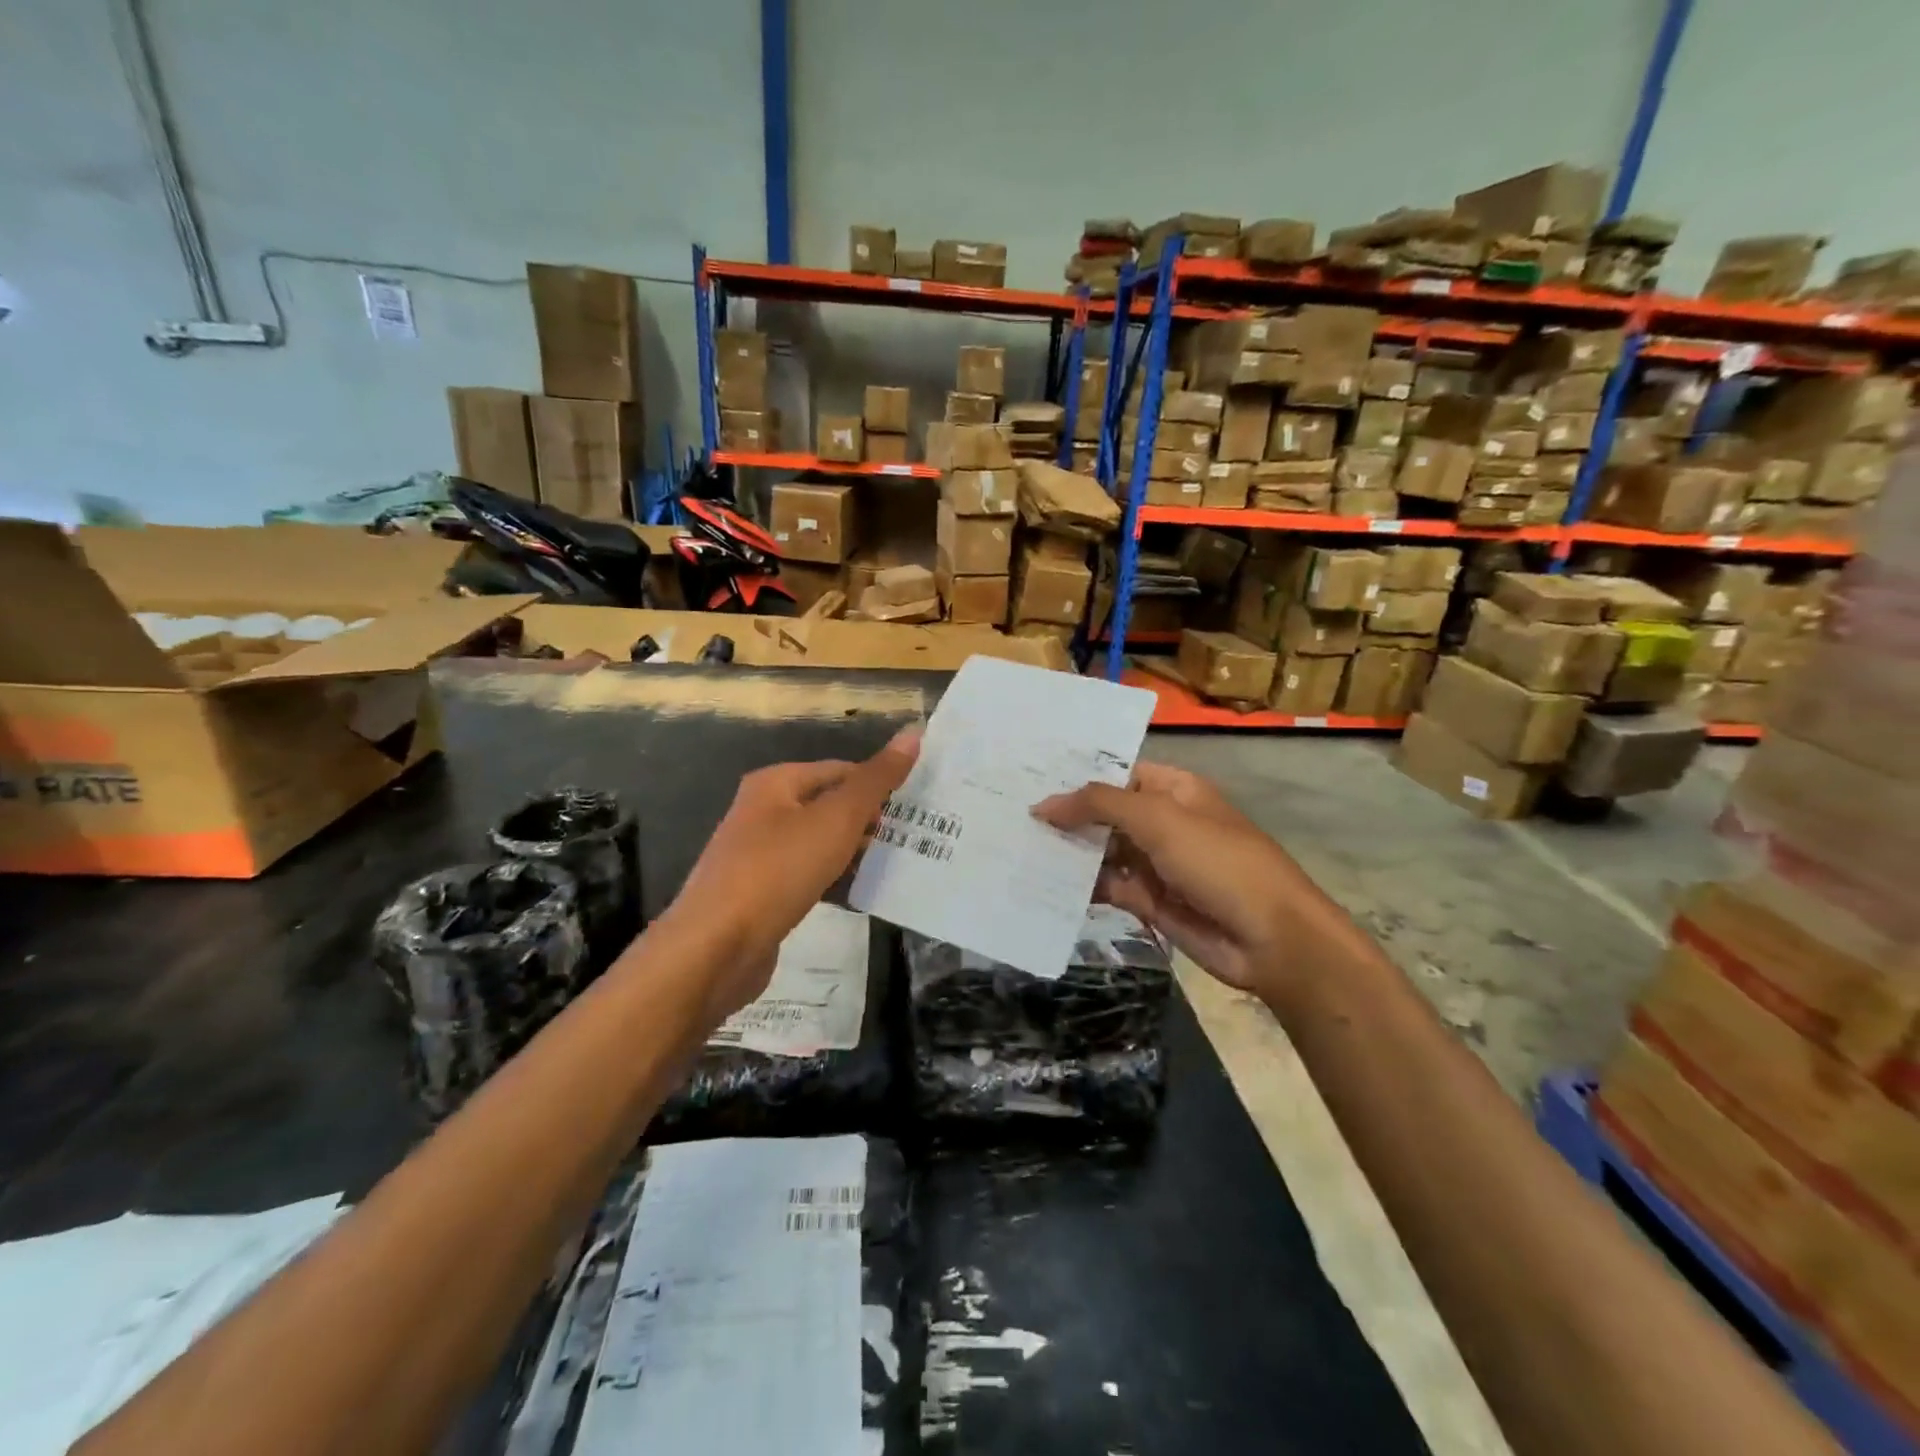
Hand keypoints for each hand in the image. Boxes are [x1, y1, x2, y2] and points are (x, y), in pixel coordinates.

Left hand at [658, 728, 918, 1020]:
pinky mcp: (762, 894)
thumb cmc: (778, 870)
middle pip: (829, 805)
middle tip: (915, 835)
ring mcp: (759, 855)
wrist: (716, 948)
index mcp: (776, 783)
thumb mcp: (836, 819)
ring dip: (855, 851)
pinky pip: (808, 876)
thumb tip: (913, 732)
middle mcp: (763, 811)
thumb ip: (875, 779)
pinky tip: (862, 894)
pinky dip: (835, 880)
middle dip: (870, 819)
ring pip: (820, 843)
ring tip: (899, 863)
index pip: (840, 770)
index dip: (879, 783)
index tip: (918, 805)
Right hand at [1034, 763, 1333, 998]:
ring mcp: (1155, 863)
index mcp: (1173, 789)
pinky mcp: (1149, 901)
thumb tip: (1044, 804)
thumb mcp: (1159, 820)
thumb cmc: (1219, 862)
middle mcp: (1162, 822)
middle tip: (1009, 811)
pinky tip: (1043, 883)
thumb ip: (1100, 805)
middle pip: (1105, 812)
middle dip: (1065, 814)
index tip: (1029, 776)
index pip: (1117, 772)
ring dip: (1068, 851)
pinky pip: (1107, 886)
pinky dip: (1080, 886)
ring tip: (1016, 845)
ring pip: (1101, 851)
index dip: (1077, 774)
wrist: (1270, 939)